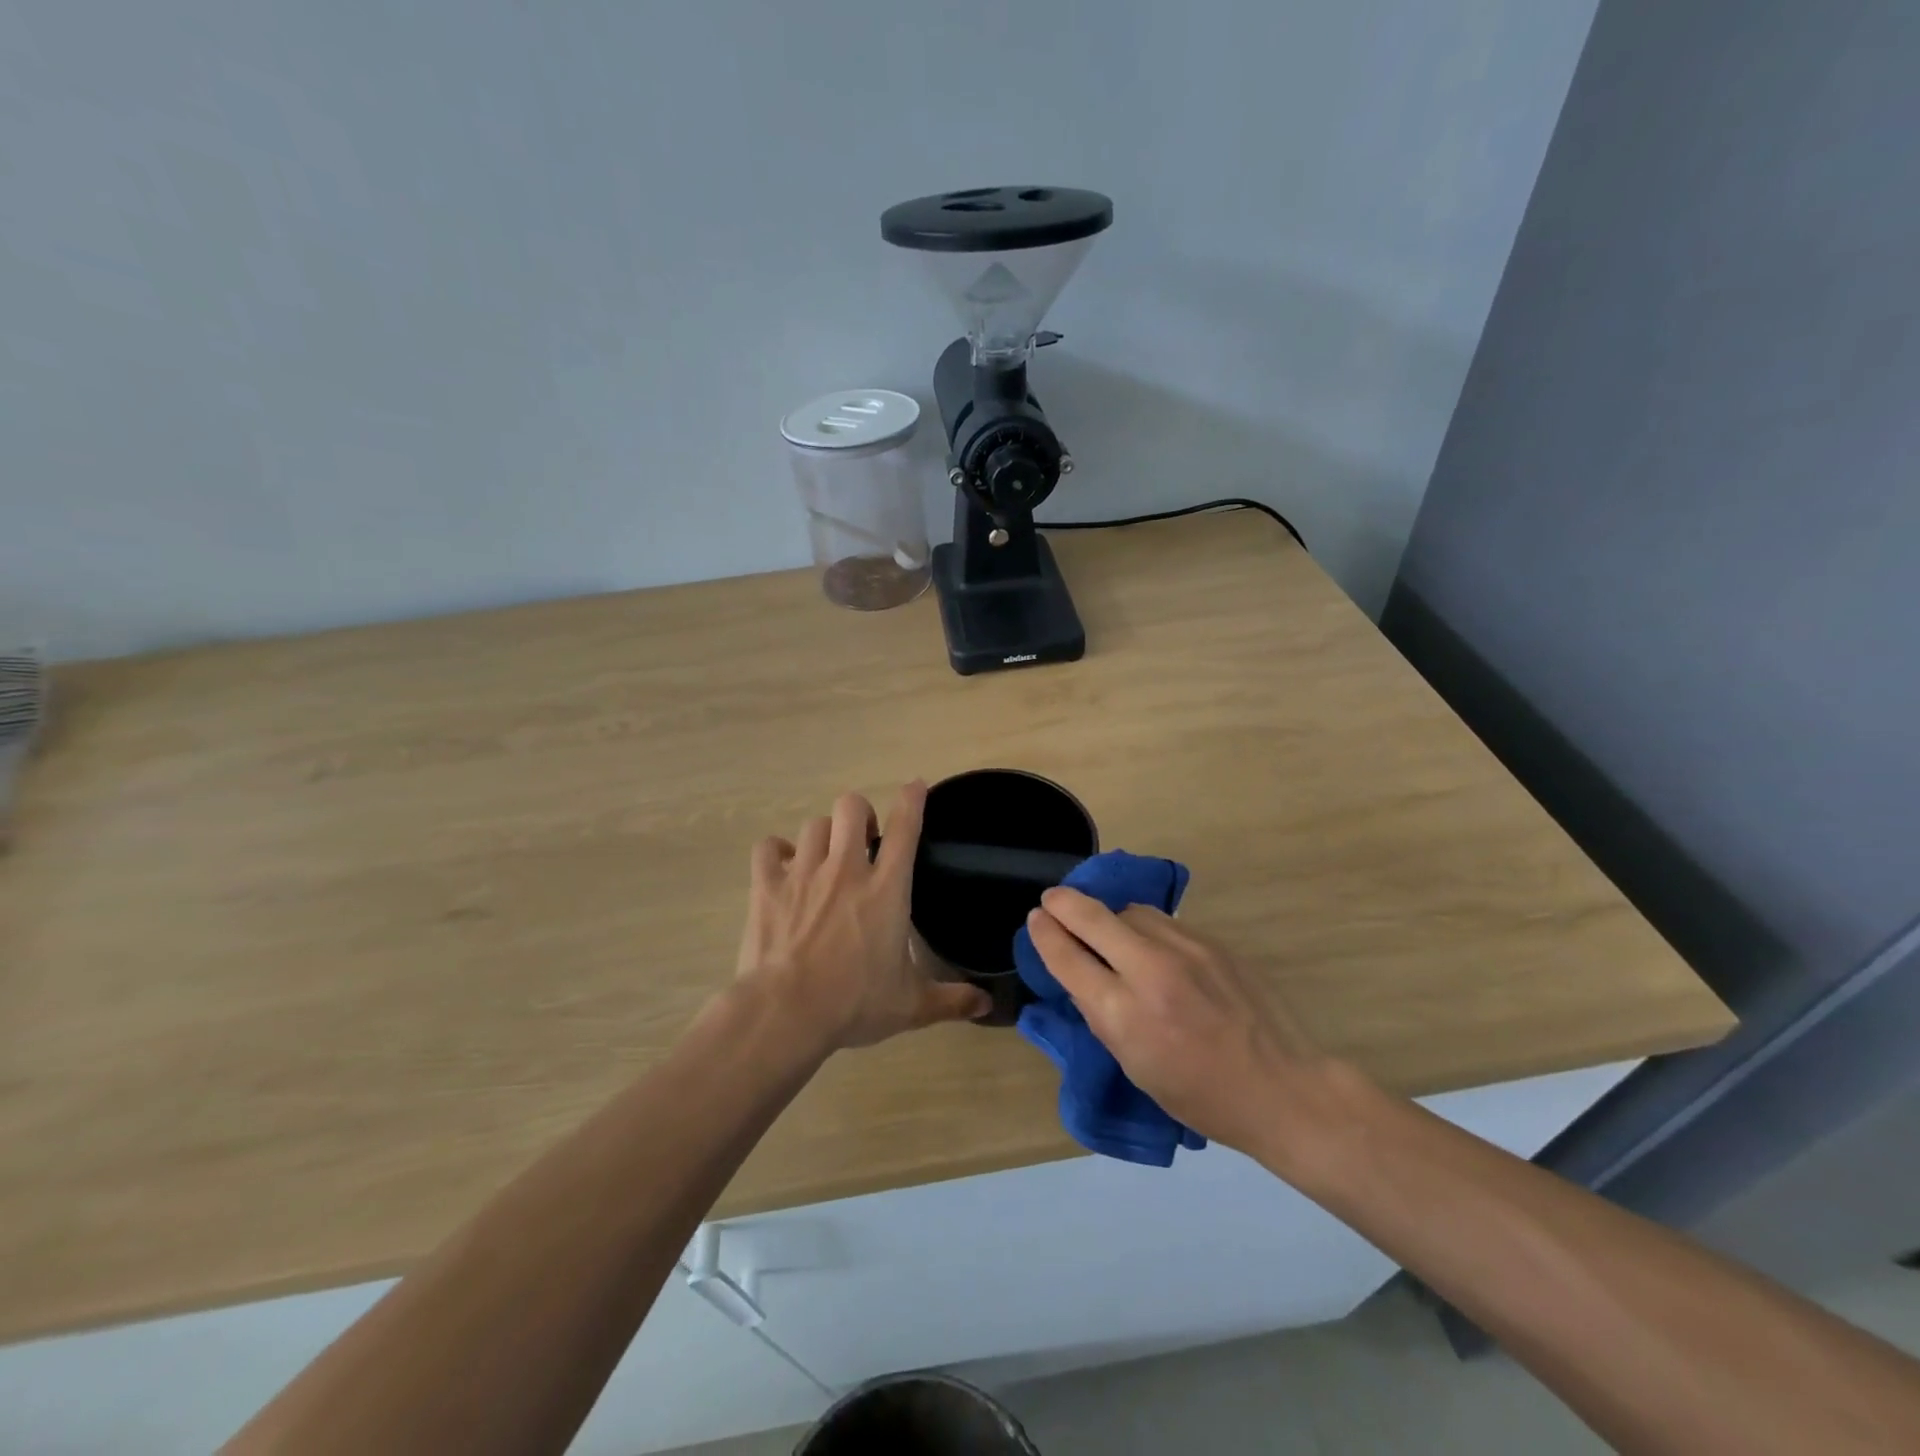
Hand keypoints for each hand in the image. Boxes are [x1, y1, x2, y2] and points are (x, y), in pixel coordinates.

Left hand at [737, 783, 990, 1049]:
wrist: (786, 1013)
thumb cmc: (854, 1004)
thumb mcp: (911, 1006)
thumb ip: (951, 1000)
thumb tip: (986, 1004)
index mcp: (886, 890)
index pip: (905, 828)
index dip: (912, 800)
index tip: (915, 786)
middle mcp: (846, 870)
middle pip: (851, 807)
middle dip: (860, 814)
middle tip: (863, 840)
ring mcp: (803, 874)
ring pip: (814, 825)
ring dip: (824, 835)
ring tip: (826, 856)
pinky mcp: (767, 887)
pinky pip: (769, 848)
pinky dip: (777, 852)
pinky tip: (784, 866)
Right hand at [1025, 887, 1334, 1156]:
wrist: (1282, 1087)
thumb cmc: (1201, 1096)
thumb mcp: (1135, 1067)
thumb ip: (1102, 1016)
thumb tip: (1080, 976)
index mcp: (1125, 1015)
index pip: (1069, 958)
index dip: (1045, 934)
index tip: (1035, 918)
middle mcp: (1151, 971)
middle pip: (1093, 917)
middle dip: (1064, 903)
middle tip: (1051, 898)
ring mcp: (1186, 949)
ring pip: (1130, 911)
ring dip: (1108, 915)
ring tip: (1104, 927)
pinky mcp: (1212, 942)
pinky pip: (1163, 921)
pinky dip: (1143, 925)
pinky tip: (1146, 941)